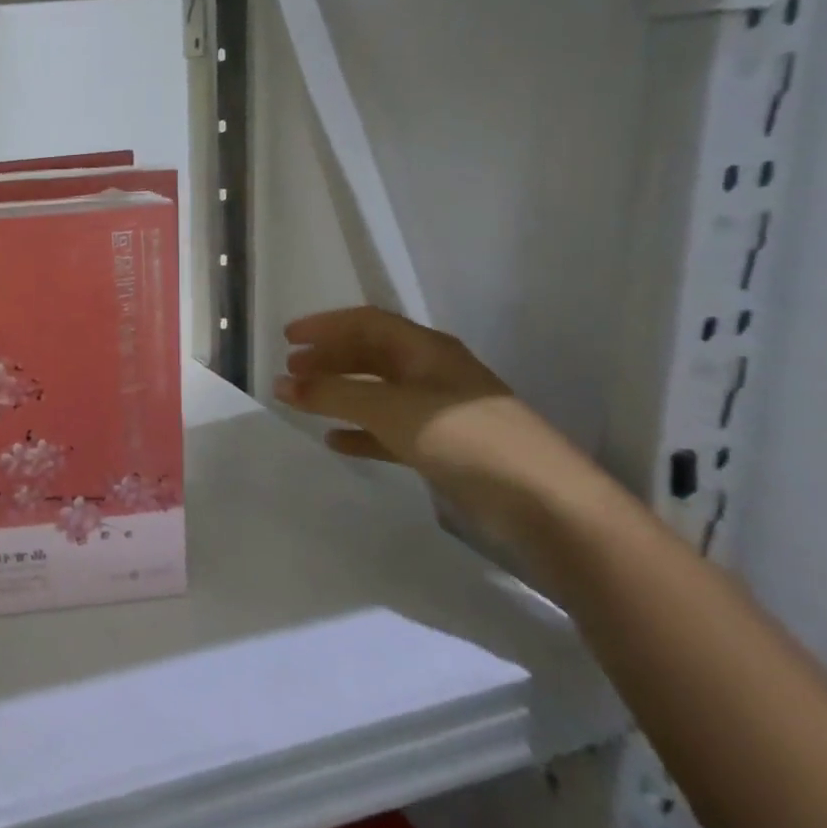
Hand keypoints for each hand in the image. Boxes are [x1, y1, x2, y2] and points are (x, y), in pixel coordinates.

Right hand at [275, 306, 612, 571]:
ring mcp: (441, 412)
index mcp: (426, 350)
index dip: (325, 326)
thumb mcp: (391, 409)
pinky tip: (337, 441)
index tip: (287, 338)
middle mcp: (433, 373)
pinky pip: (390, 430)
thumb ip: (333, 393)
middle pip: (372, 354)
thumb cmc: (466, 439)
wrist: (545, 504)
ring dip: (341, 392)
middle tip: (291, 370)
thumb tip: (281, 383)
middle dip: (330, 358)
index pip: (367, 323)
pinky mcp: (445, 448)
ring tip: (305, 401)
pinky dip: (361, 431)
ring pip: (378, 392)